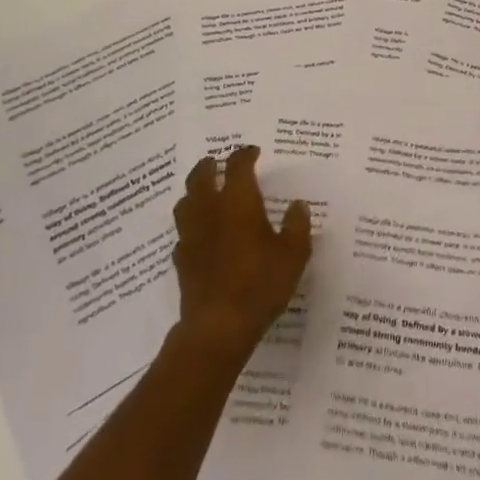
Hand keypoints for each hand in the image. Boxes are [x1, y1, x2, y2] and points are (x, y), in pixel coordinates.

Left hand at [171, 146, 311, 362]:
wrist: (218, 326)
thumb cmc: (260, 283)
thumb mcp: (293, 254)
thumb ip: (297, 225)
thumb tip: (298, 205)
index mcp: (238, 201)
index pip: (237, 165)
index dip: (245, 154)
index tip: (253, 152)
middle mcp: (210, 210)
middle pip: (201, 176)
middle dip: (209, 165)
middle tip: (217, 162)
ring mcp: (191, 235)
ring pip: (185, 202)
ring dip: (194, 192)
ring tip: (204, 193)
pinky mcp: (181, 260)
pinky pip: (183, 233)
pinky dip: (191, 227)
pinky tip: (200, 236)